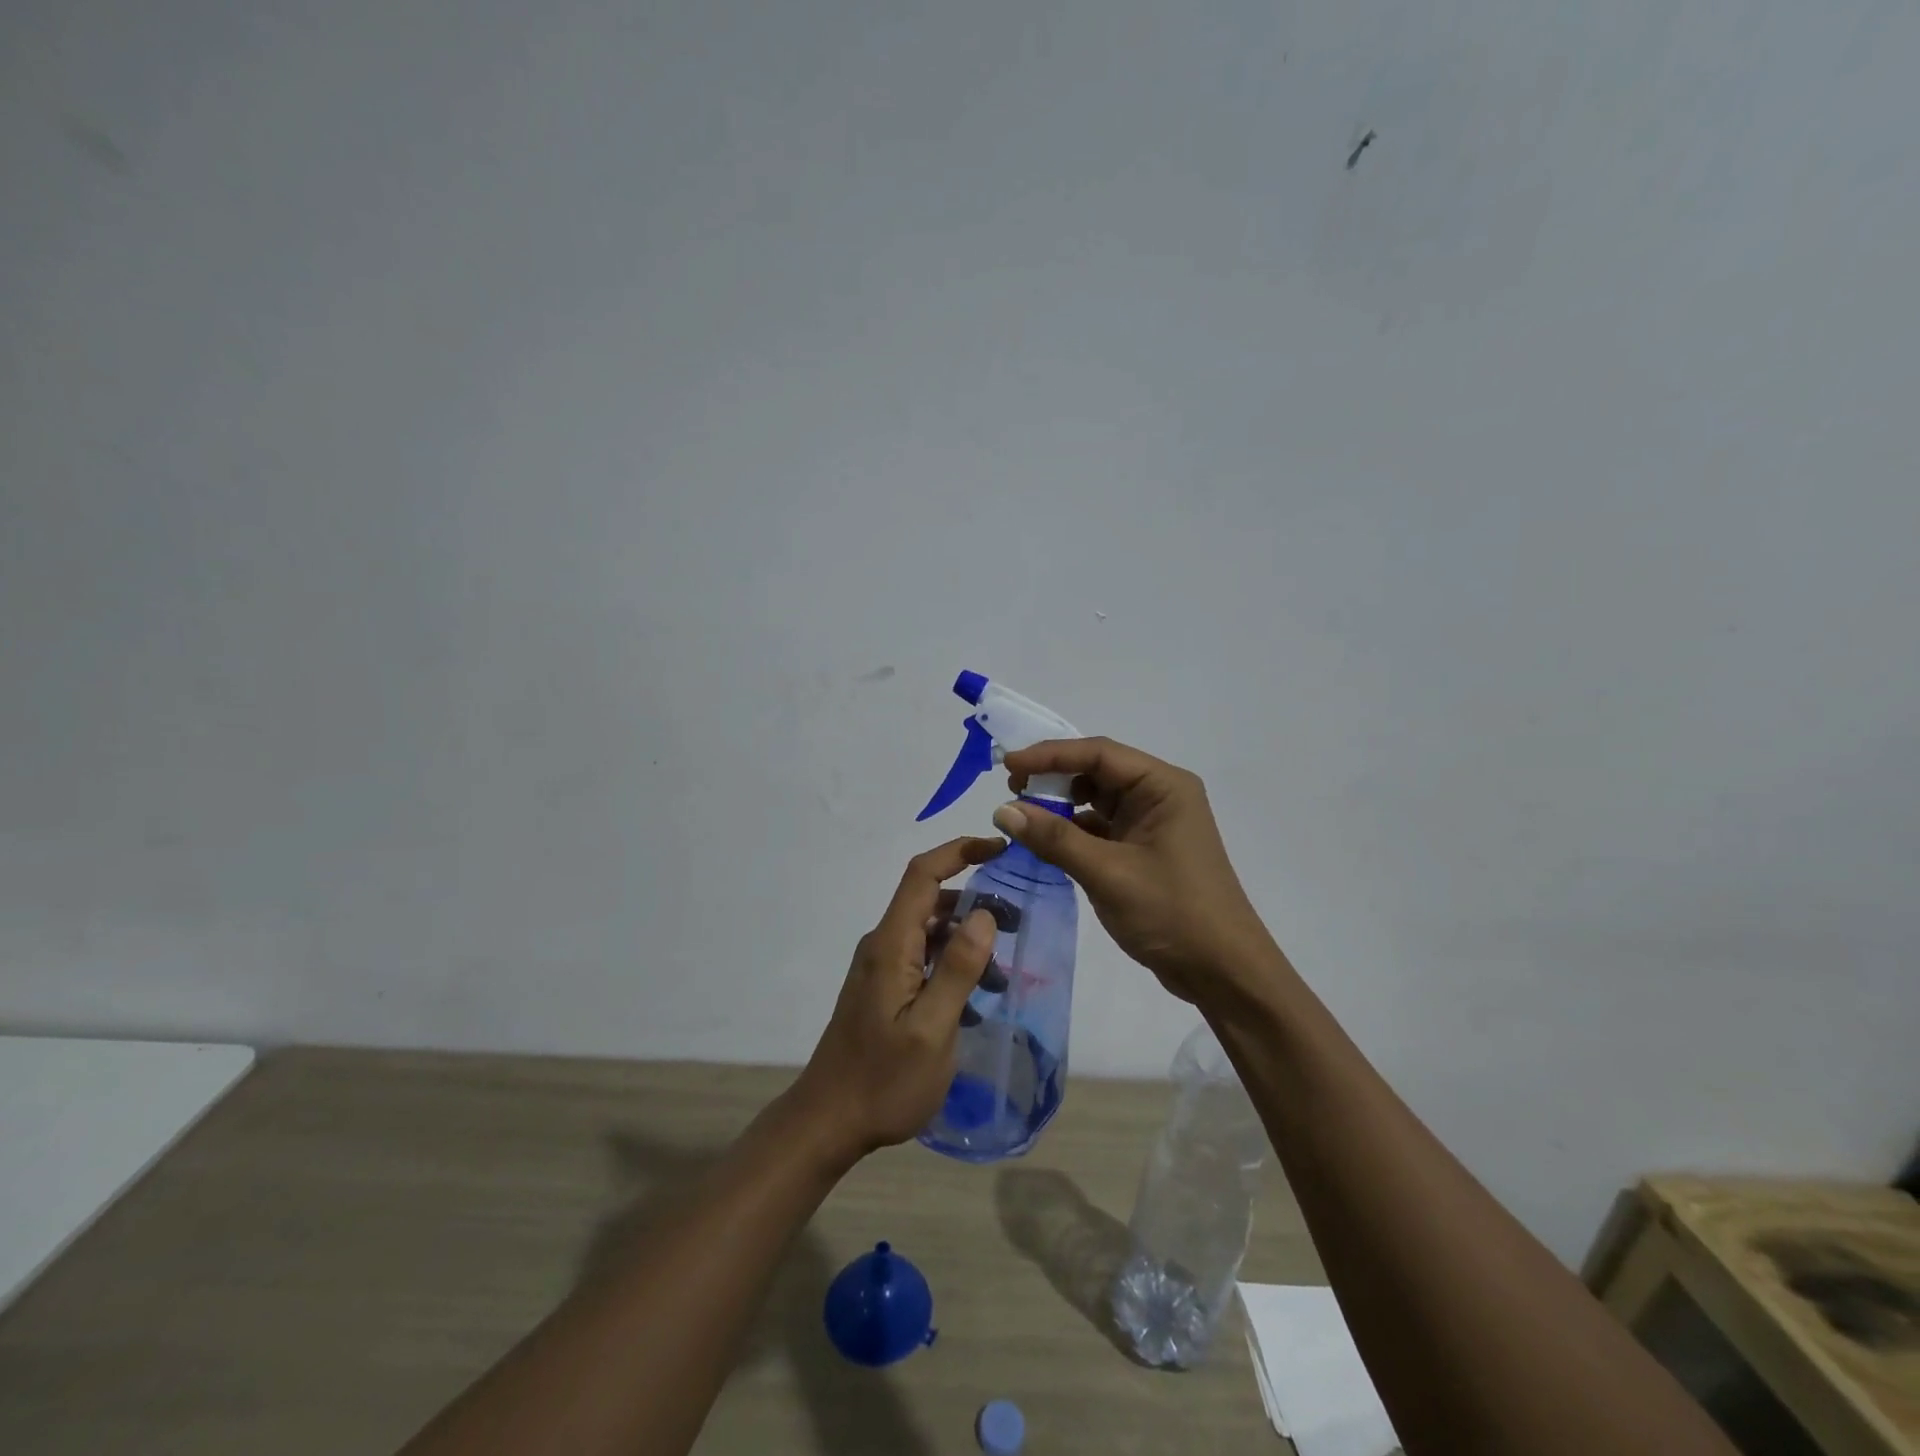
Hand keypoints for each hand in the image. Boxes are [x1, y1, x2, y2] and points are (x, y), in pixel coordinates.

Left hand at [789, 837, 1004, 1164]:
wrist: (828, 1122)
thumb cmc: (883, 1081)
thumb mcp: (931, 1029)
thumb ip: (957, 968)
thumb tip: (983, 913)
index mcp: (890, 944)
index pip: (922, 874)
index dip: (960, 851)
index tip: (1001, 849)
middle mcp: (882, 945)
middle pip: (929, 900)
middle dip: (974, 901)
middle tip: (1017, 923)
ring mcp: (880, 968)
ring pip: (929, 932)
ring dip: (966, 939)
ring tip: (1004, 971)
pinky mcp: (883, 989)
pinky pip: (922, 959)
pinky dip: (952, 965)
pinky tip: (977, 998)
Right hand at [999, 738, 1278, 1003]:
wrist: (1223, 972)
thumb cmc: (1172, 913)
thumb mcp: (1108, 873)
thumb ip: (1054, 839)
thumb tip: (1002, 810)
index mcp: (1163, 786)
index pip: (1099, 753)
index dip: (1050, 755)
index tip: (1008, 766)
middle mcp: (1159, 796)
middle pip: (1097, 771)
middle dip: (1053, 778)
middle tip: (1010, 790)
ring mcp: (1151, 824)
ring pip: (1096, 801)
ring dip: (1060, 806)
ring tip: (1021, 817)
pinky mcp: (1143, 851)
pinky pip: (1100, 829)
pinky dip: (1071, 833)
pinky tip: (1044, 844)